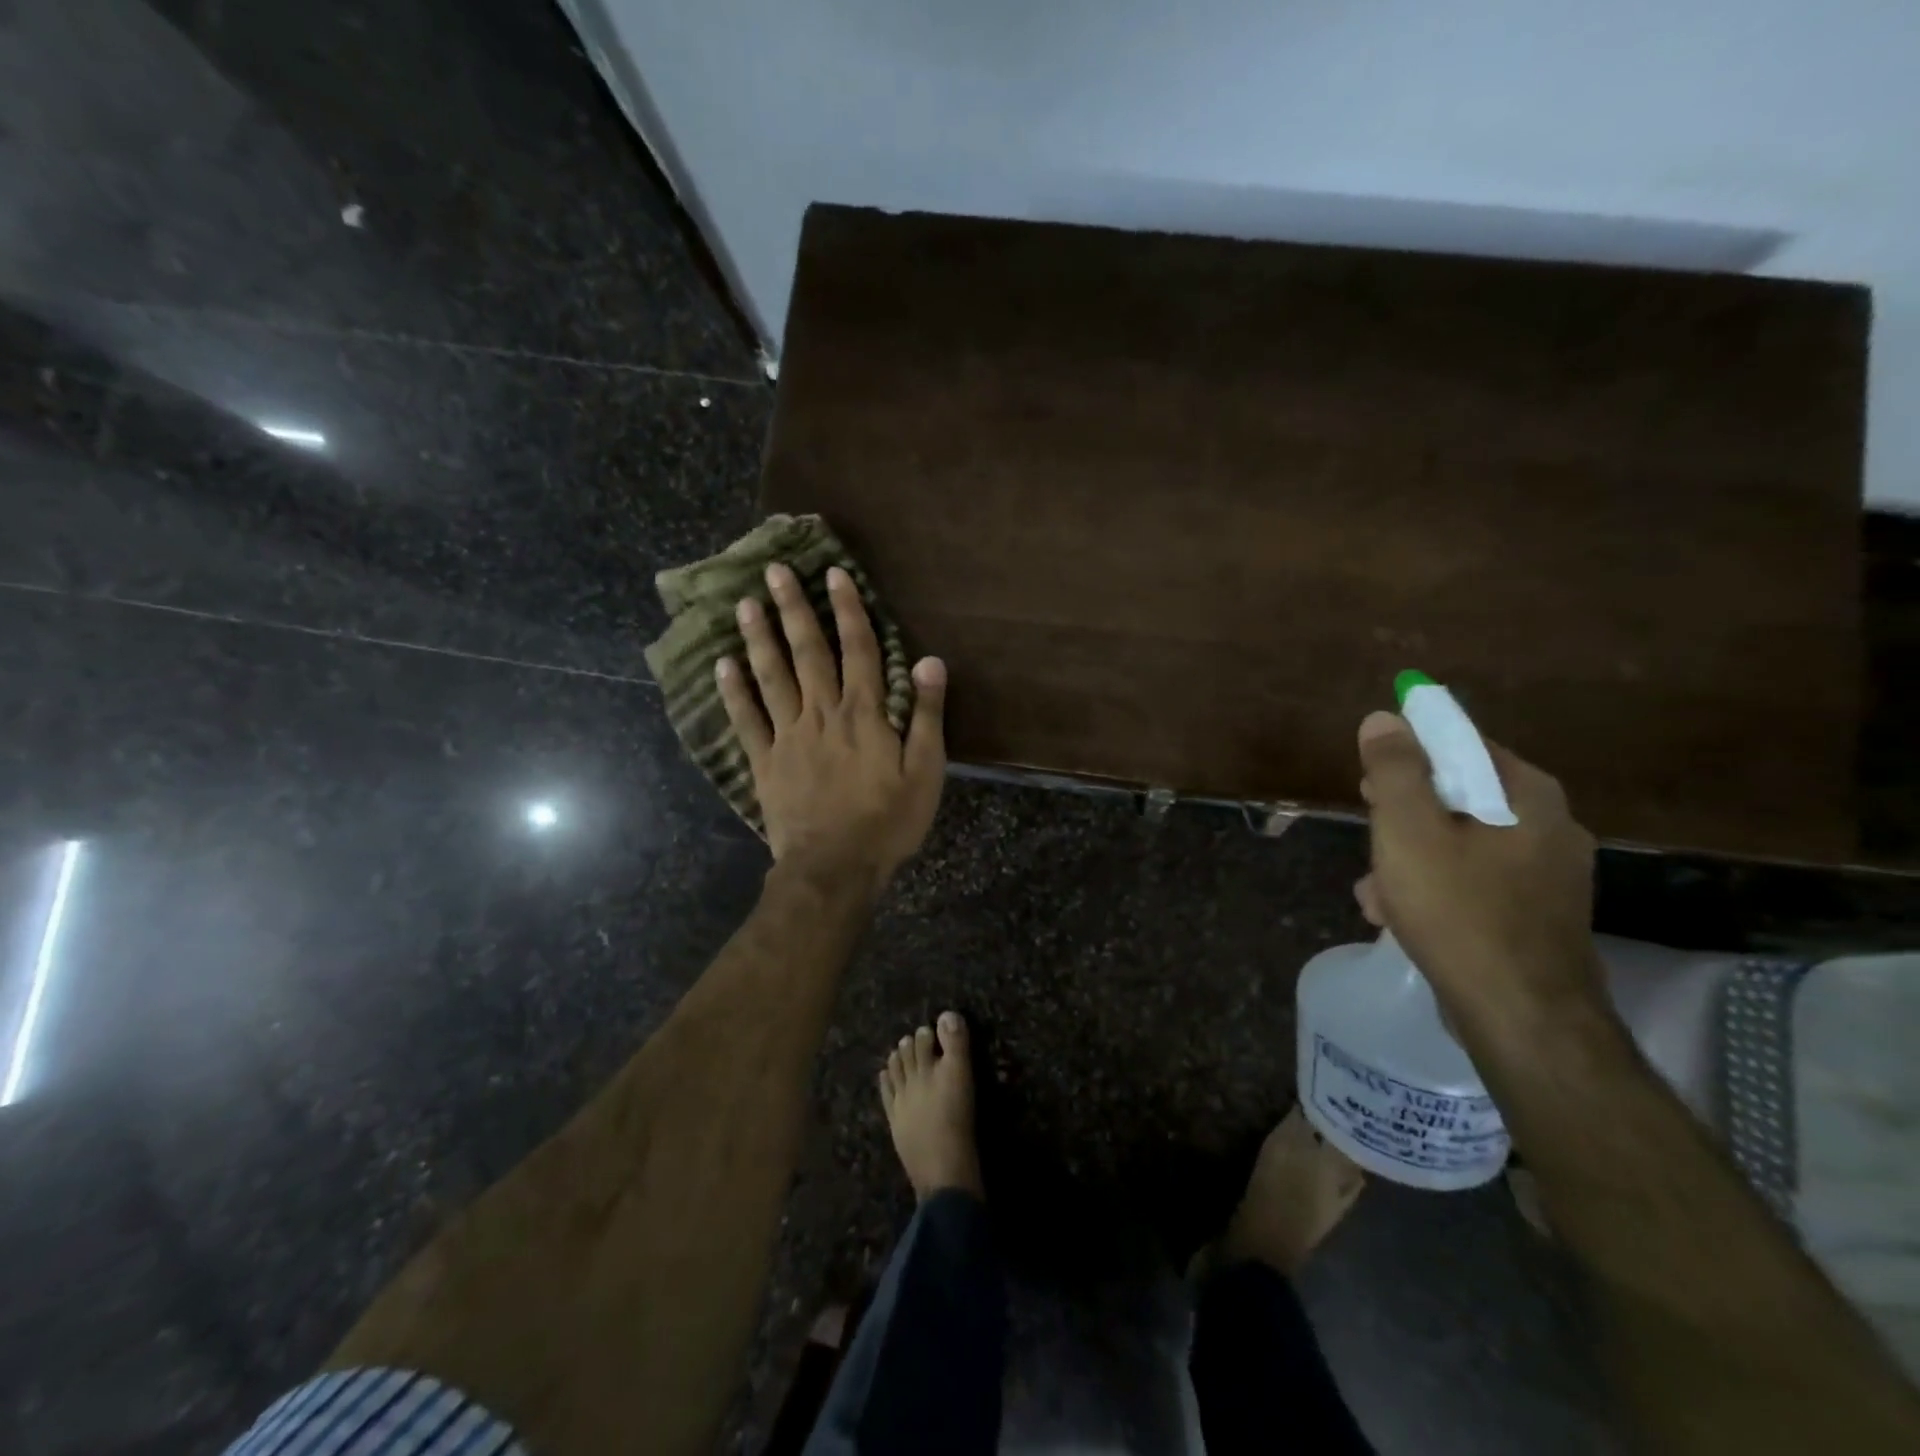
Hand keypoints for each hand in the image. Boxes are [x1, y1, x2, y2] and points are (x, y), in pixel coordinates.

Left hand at [716, 562, 945, 895]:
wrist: (835, 868)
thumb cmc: (888, 822)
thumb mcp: (925, 772)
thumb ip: (927, 715)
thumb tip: (931, 661)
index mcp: (864, 714)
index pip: (859, 649)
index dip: (848, 610)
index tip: (834, 574)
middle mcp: (822, 713)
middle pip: (808, 652)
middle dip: (793, 608)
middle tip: (774, 569)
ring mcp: (788, 736)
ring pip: (772, 676)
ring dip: (759, 638)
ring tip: (744, 604)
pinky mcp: (765, 761)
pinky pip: (746, 720)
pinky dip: (733, 691)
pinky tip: (721, 664)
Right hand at [1354, 711, 1606, 1032]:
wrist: (1521, 1018)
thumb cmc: (1459, 910)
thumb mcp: (1409, 829)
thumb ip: (1395, 769)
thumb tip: (1384, 719)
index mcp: (1528, 796)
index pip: (1462, 744)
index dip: (1409, 755)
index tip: (1372, 783)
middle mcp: (1549, 827)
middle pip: (1458, 796)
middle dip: (1403, 817)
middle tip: (1373, 836)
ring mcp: (1548, 876)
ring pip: (1459, 844)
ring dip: (1409, 860)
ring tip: (1377, 892)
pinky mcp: (1536, 916)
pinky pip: (1472, 883)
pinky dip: (1433, 890)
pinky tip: (1400, 917)